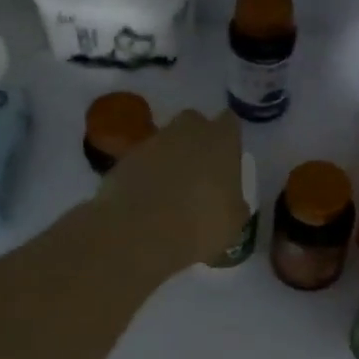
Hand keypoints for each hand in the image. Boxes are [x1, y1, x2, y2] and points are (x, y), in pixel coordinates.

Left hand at [92, 108, 248, 276]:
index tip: (229, 159)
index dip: (229, 139)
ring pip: (165, 142)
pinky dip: (146, 175)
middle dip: (197, 141)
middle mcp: (187, 131)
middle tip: (200, 172)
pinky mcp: (124, 160)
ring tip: (171, 193)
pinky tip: (147, 202)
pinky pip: (142, 162)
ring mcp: (151, 143)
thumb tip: (231, 200)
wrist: (139, 236)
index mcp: (221, 140)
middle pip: (194, 124)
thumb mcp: (233, 222)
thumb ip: (234, 201)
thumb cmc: (200, 227)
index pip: (230, 122)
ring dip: (169, 159)